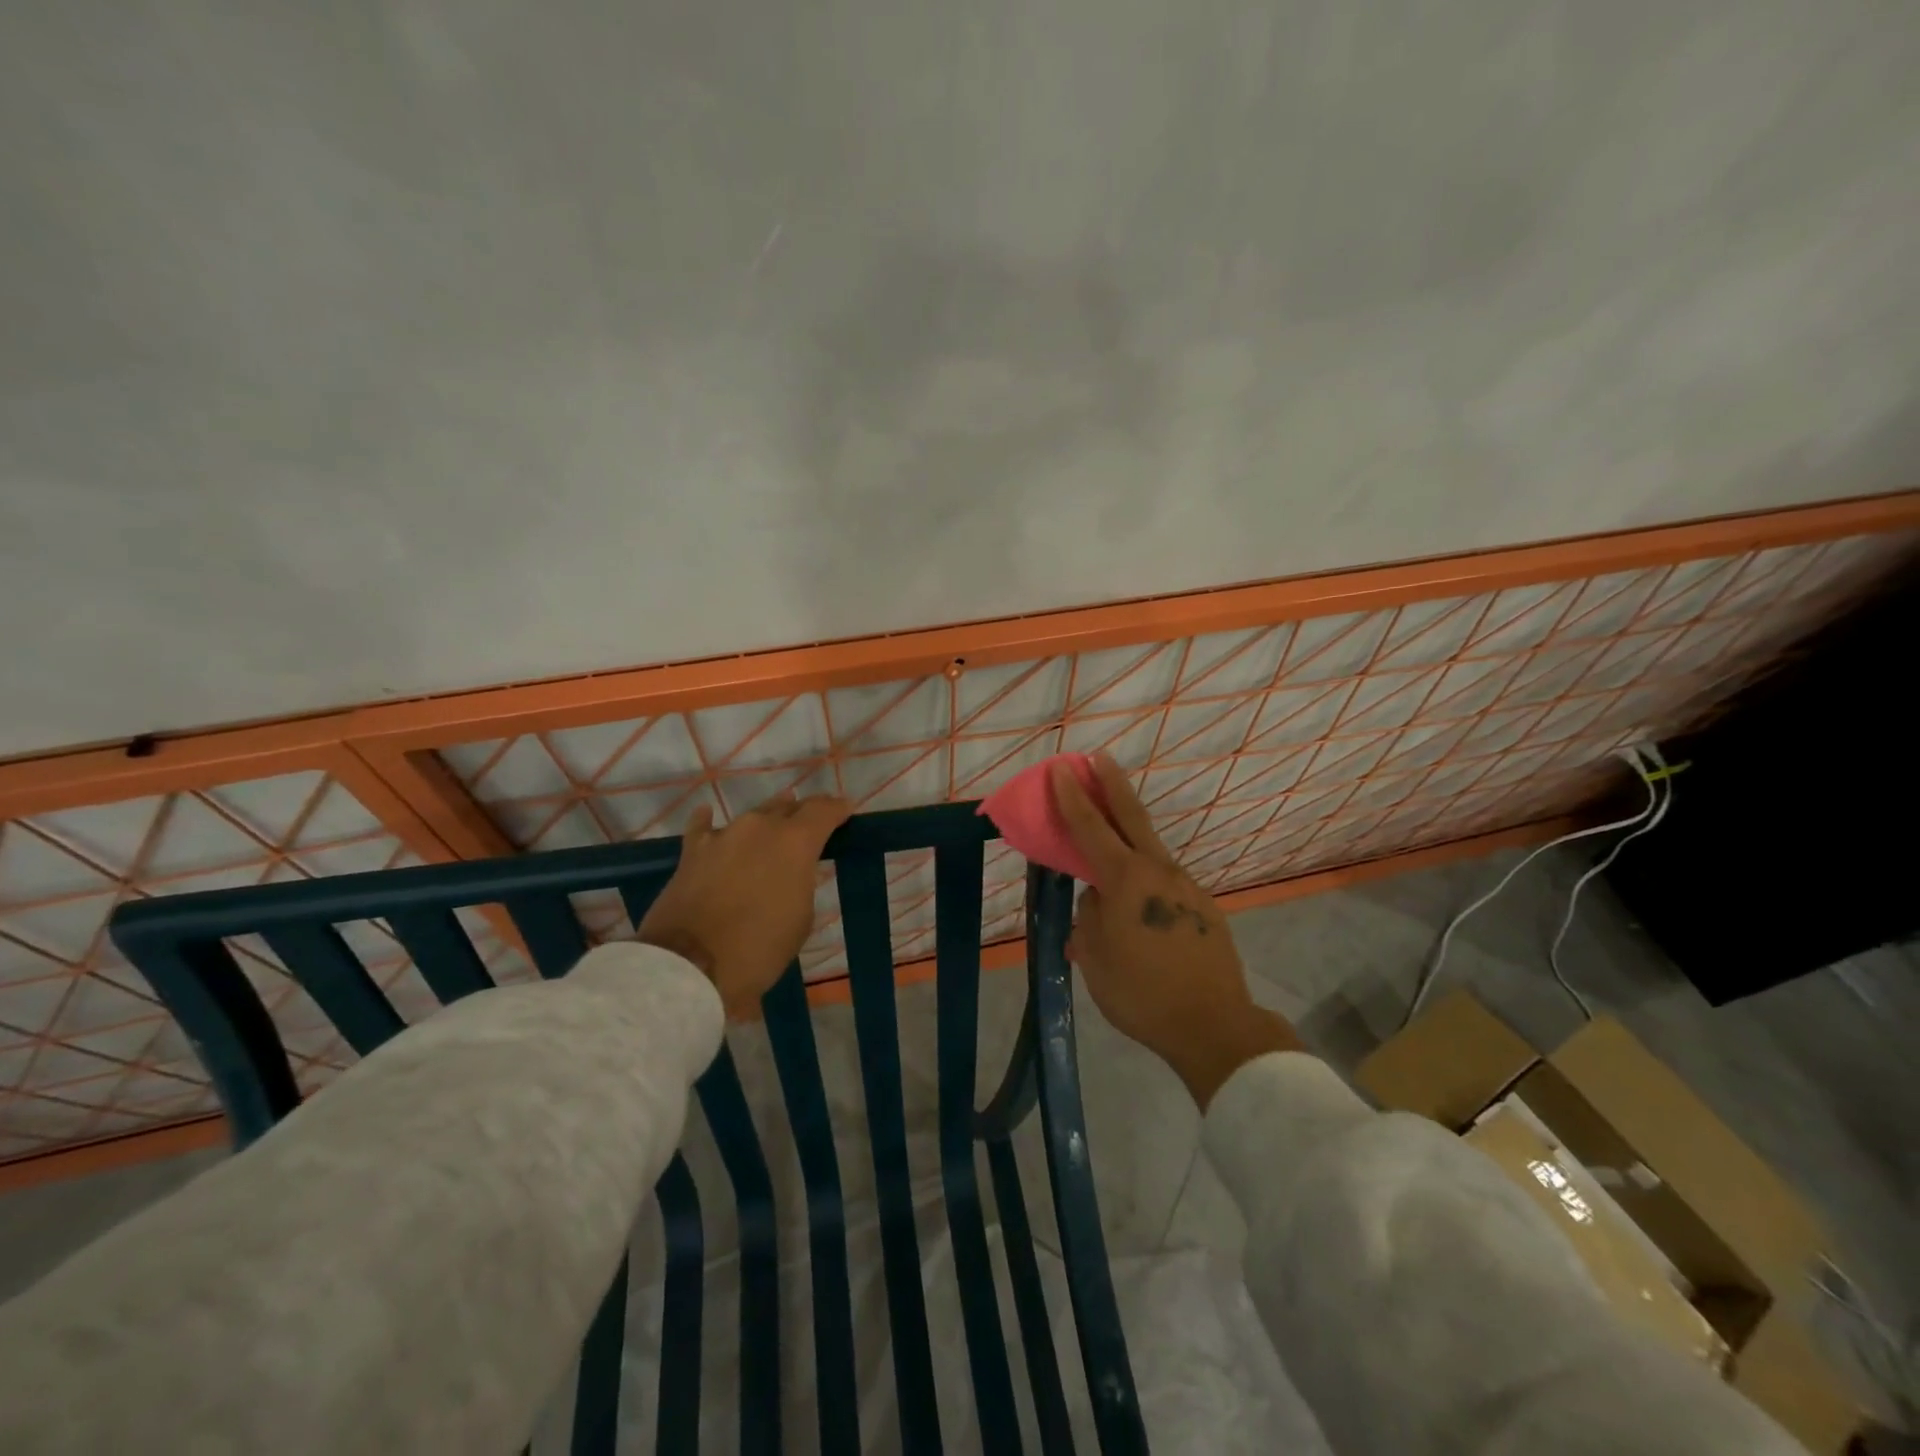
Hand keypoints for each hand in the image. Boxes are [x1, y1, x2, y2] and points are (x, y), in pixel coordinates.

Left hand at [637, 792, 851, 1019]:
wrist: (690, 965)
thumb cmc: (759, 949)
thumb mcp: (800, 920)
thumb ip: (801, 885)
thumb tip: (790, 875)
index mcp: (795, 842)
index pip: (823, 811)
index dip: (837, 809)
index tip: (845, 810)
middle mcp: (761, 828)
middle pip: (788, 808)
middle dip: (801, 814)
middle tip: (809, 825)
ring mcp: (724, 835)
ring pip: (752, 817)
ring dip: (765, 820)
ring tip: (773, 822)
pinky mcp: (692, 851)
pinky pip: (703, 827)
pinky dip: (709, 822)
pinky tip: (709, 816)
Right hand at [1053, 753, 1301, 1106]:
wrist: (1213, 1026)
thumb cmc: (1140, 993)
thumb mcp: (1094, 956)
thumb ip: (1090, 915)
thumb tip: (1098, 899)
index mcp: (1126, 880)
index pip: (1090, 827)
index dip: (1071, 797)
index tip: (1059, 768)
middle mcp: (1159, 871)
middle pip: (1132, 816)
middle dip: (1112, 783)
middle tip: (1099, 757)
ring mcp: (1187, 887)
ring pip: (1150, 850)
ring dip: (1129, 831)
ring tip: (1110, 837)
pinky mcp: (1204, 907)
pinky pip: (1164, 881)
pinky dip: (1145, 876)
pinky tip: (1139, 905)